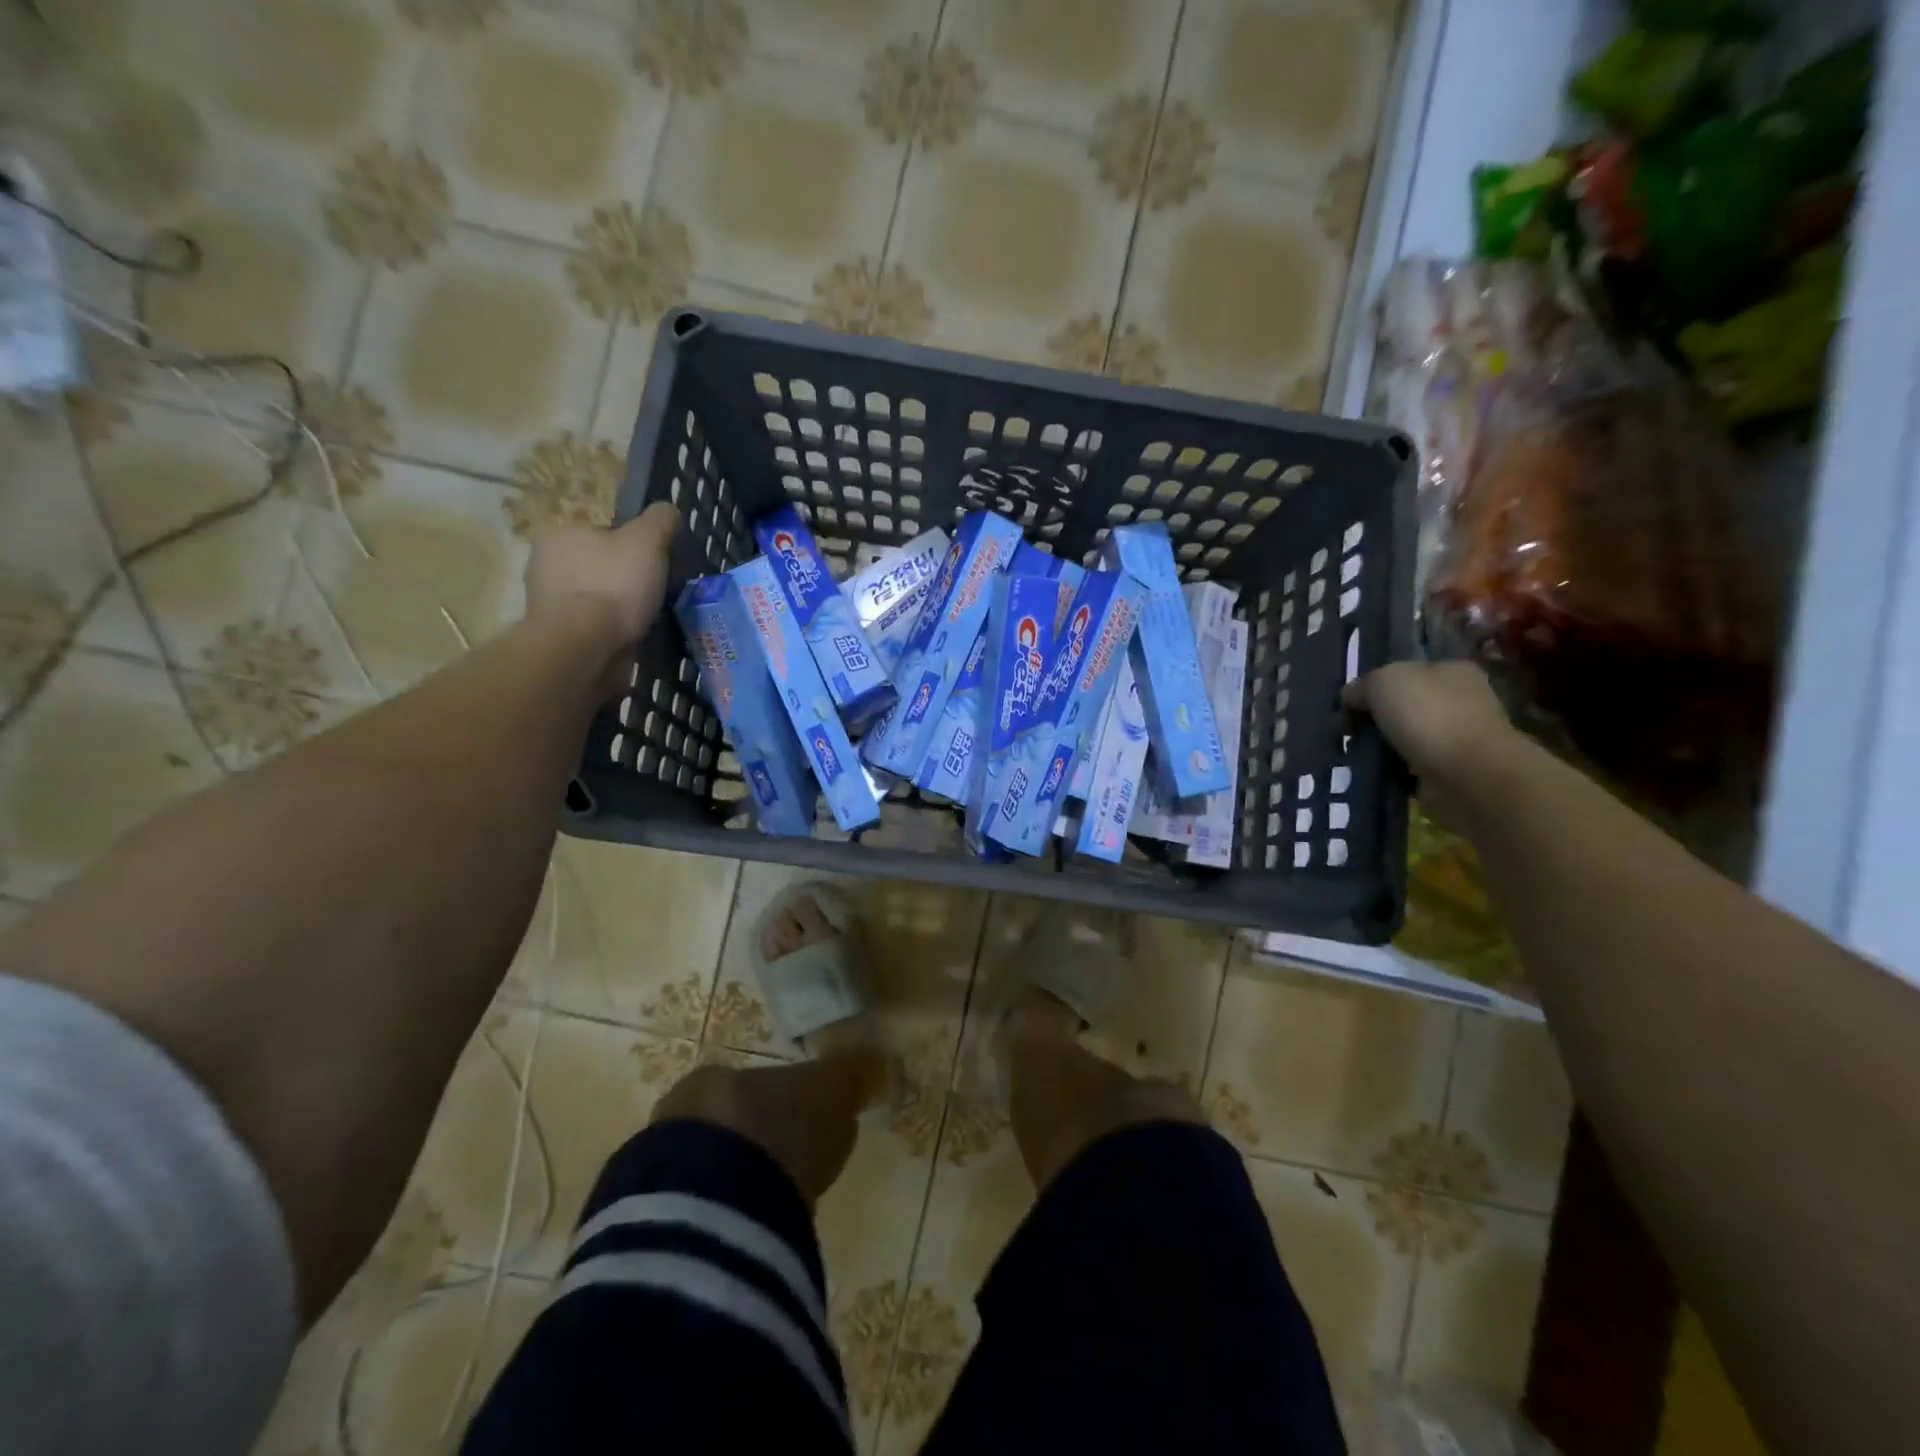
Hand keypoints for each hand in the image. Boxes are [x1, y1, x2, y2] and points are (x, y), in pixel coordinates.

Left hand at [524, 503, 679, 691]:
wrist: (585, 646)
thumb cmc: (614, 586)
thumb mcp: (647, 541)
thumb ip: (660, 520)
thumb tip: (668, 510)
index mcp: (560, 535)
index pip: (604, 536)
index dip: (634, 551)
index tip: (654, 569)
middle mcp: (544, 565)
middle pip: (600, 568)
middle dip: (625, 582)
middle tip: (654, 597)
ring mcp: (546, 603)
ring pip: (595, 600)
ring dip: (618, 611)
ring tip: (645, 623)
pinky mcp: (555, 636)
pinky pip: (591, 628)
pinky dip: (610, 633)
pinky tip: (628, 641)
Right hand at [1344, 660, 1516, 829]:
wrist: (1467, 774)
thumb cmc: (1428, 715)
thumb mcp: (1382, 681)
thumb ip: (1362, 685)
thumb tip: (1351, 697)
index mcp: (1453, 670)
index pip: (1406, 672)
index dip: (1374, 686)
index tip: (1350, 705)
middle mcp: (1461, 700)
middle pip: (1404, 705)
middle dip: (1375, 719)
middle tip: (1349, 732)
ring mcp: (1458, 737)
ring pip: (1405, 737)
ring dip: (1381, 746)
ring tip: (1357, 755)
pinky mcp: (1451, 770)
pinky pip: (1409, 766)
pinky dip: (1392, 770)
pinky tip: (1376, 772)